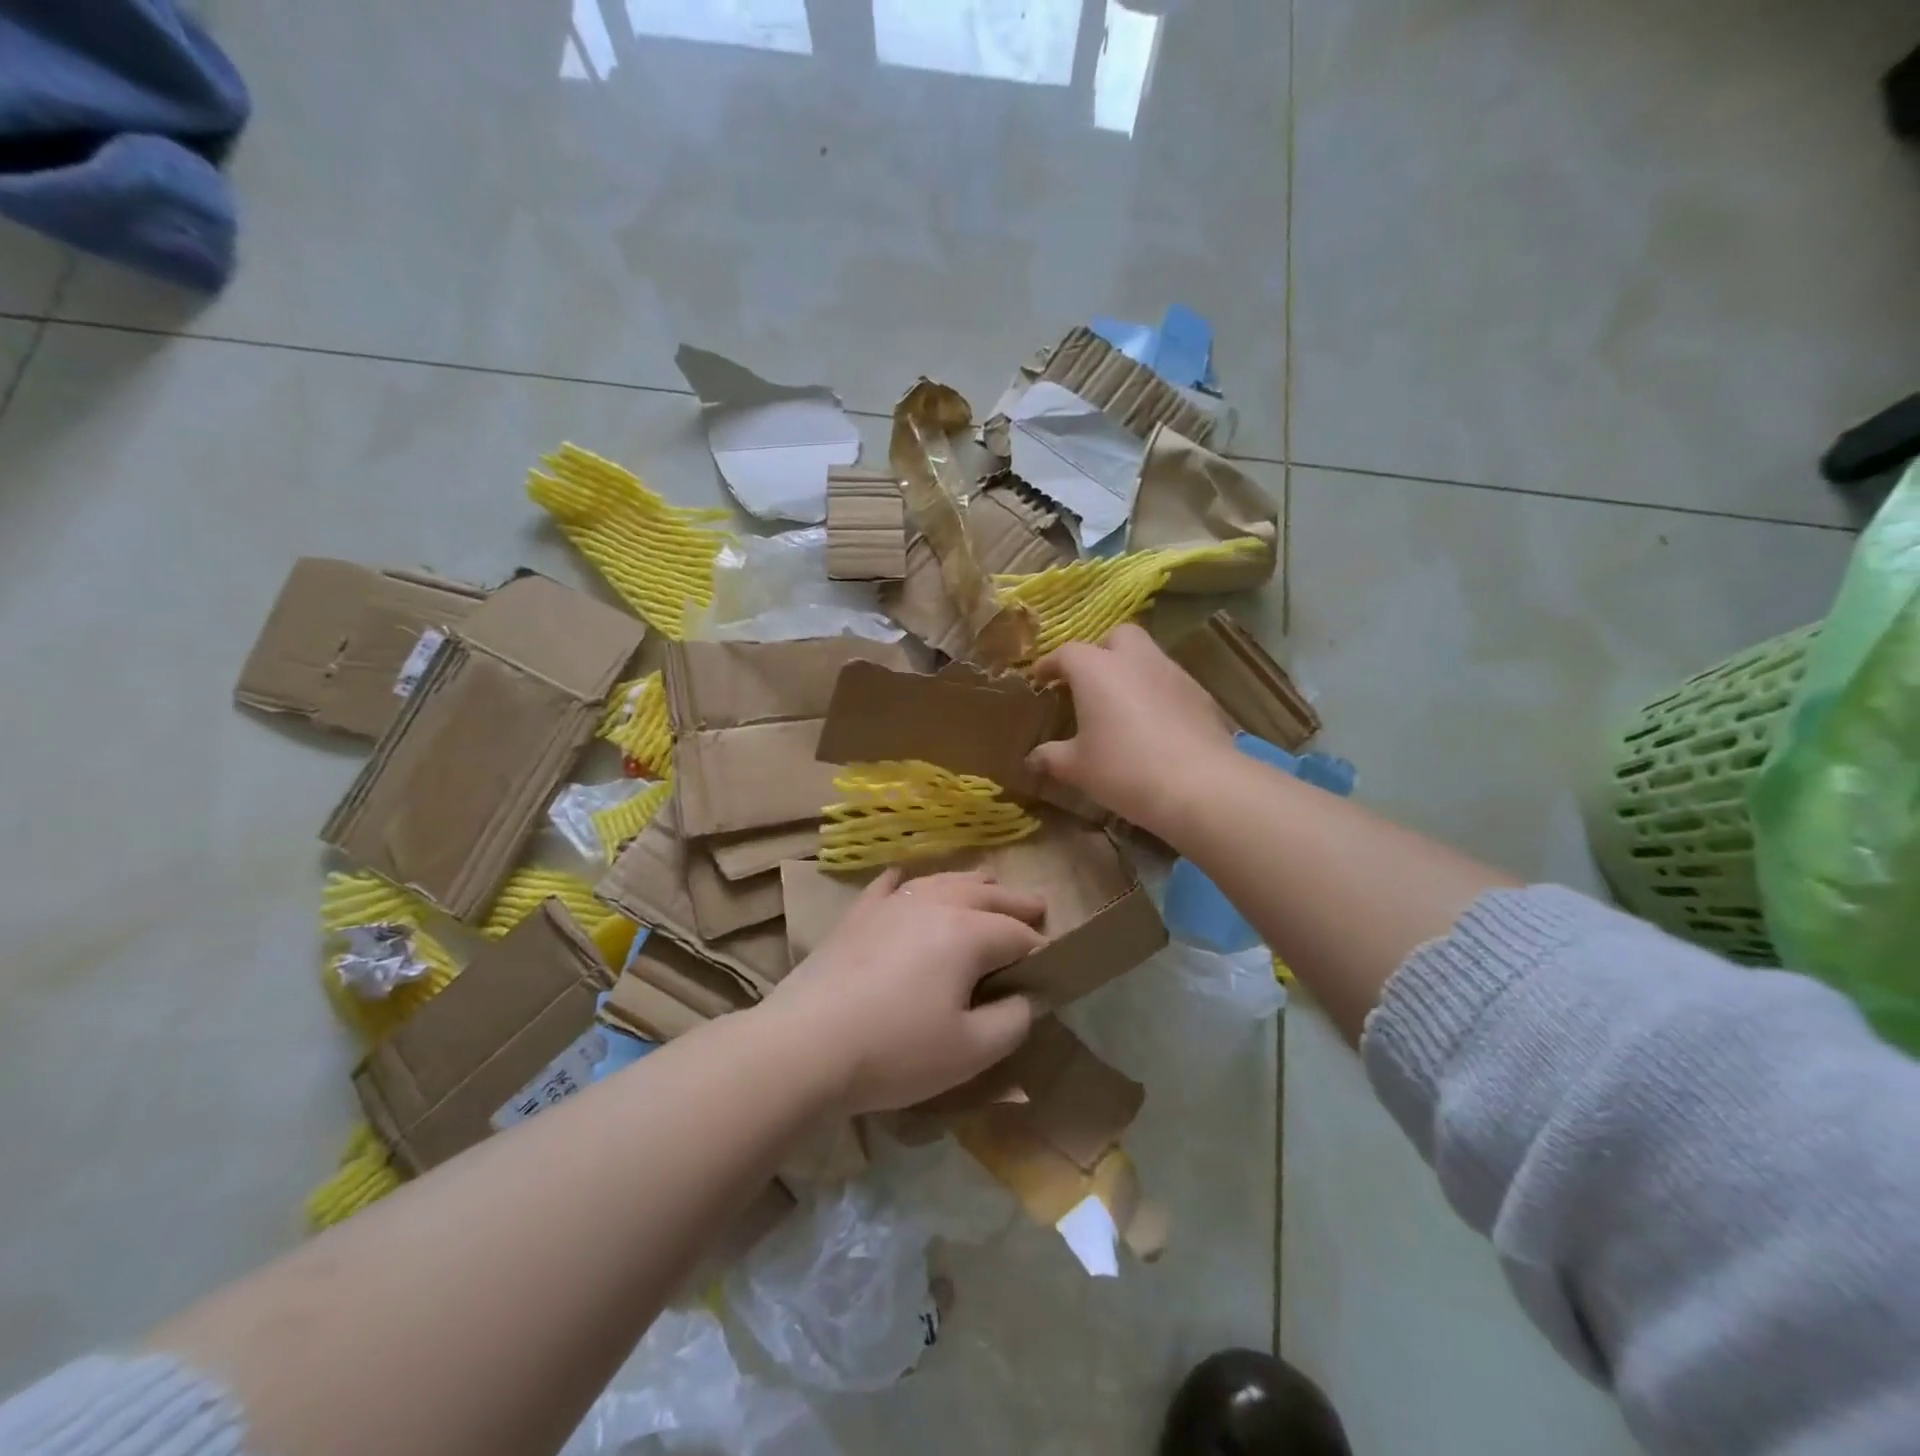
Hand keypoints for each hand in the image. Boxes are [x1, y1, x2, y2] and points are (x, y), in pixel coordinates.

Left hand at [766, 870, 1044, 1114]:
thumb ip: (1012, 1021)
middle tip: (1039, 906)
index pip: (1018, 934)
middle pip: (986, 894)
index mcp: (968, 933)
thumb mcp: (970, 1051)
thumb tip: (1027, 998)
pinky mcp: (857, 915)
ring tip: (987, 883)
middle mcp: (934, 904)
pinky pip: (888, 886)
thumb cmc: (895, 1050)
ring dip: (971, 883)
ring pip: (942, 881)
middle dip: (1016, 902)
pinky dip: (906, 881)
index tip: (1051, 965)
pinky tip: (904, 879)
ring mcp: (891, 904)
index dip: (1040, 949)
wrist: (805, 1045)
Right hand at [1027, 623, 1237, 833]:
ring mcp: (1172, 672)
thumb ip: (1051, 757)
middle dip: (1101, 651)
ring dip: (1131, 671)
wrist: (1199, 784)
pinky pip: (1170, 682)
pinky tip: (1153, 724)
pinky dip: (1157, 693)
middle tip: (1089, 682)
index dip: (1050, 664)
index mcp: (1096, 669)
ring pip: (1147, 657)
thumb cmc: (1124, 769)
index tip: (1040, 678)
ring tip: (1121, 705)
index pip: (1066, 653)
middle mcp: (1135, 659)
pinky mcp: (1200, 693)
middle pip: (1116, 636)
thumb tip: (1032, 759)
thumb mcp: (1078, 767)